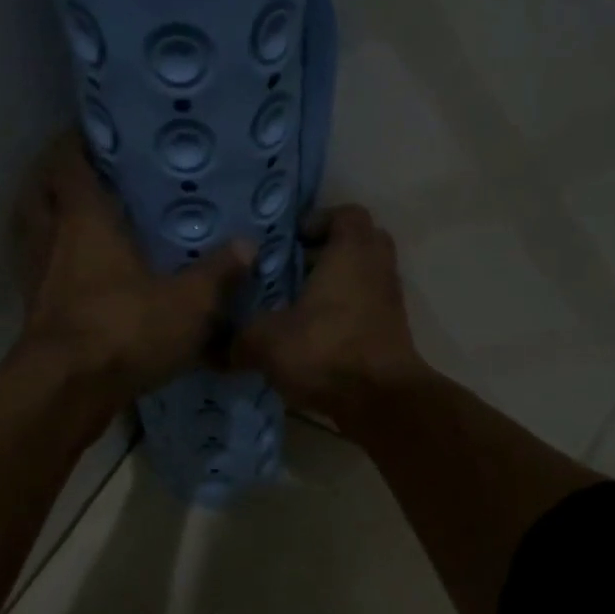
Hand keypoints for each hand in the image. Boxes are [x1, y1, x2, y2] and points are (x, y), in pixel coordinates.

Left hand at [13, 134, 253, 397]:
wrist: (66, 390)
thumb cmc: (124, 329)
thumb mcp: (188, 303)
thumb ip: (218, 274)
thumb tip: (248, 245)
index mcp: (83, 220)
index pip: (67, 162)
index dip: (76, 142)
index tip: (95, 134)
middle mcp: (50, 239)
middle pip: (38, 192)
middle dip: (55, 179)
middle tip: (87, 177)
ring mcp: (36, 277)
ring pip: (31, 233)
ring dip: (48, 221)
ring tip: (79, 221)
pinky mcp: (35, 312)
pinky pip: (39, 272)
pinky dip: (52, 264)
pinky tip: (78, 277)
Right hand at [232, 204, 425, 425]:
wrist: (380, 399)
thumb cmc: (325, 350)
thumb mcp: (266, 341)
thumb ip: (241, 338)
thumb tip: (221, 348)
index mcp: (351, 252)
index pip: (347, 214)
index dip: (319, 220)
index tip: (292, 241)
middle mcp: (377, 268)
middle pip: (361, 242)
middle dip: (330, 251)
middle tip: (297, 269)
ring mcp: (390, 301)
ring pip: (365, 277)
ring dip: (338, 285)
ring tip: (301, 306)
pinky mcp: (393, 331)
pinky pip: (369, 307)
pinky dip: (348, 313)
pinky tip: (317, 336)